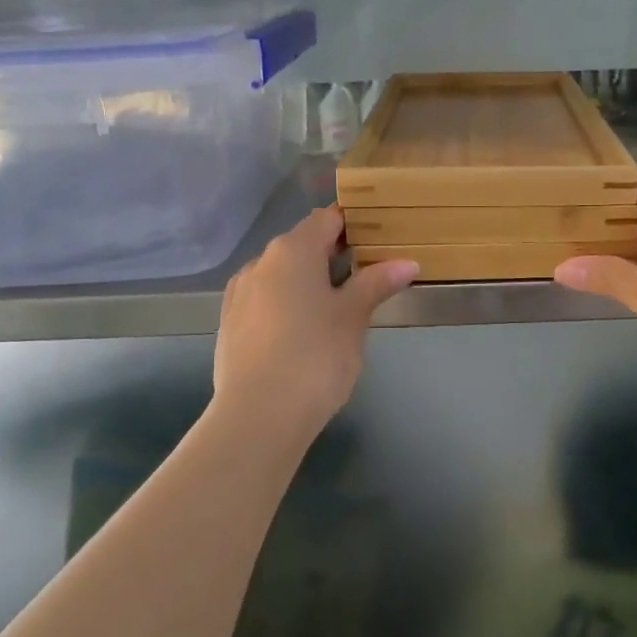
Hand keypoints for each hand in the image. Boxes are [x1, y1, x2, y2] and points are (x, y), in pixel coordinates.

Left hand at [212, 207, 417, 441]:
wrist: (257, 417)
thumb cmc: (315, 357)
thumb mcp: (353, 317)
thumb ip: (376, 283)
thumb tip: (407, 262)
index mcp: (292, 250)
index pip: (327, 219)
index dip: (353, 223)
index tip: (378, 237)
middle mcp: (260, 262)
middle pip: (302, 244)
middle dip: (333, 255)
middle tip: (367, 276)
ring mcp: (239, 293)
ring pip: (281, 274)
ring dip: (308, 281)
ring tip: (337, 308)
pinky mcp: (229, 324)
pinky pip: (265, 300)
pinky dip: (287, 304)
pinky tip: (303, 332)